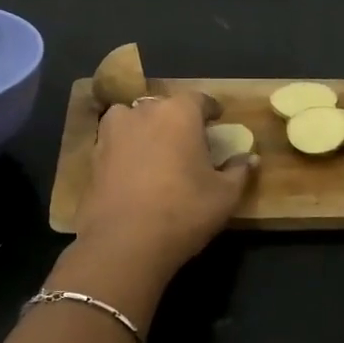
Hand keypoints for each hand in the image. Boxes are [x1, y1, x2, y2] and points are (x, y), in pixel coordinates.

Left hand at [73, 93, 256, 288]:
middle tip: (188, 142)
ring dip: (146, 129)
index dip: (210, 110)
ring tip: (156, 152)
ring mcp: (113, 132)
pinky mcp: (93, 156)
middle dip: (177, 120)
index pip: (199, 99)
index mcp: (179, 113)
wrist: (123, 243)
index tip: (216, 121)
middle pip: (164, 107)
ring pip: (134, 120)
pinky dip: (125, 150)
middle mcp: (143, 112)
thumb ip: (239, 171)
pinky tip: (133, 171)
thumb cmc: (183, 211)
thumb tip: (250, 158)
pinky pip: (115, 143)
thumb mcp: (224, 196)